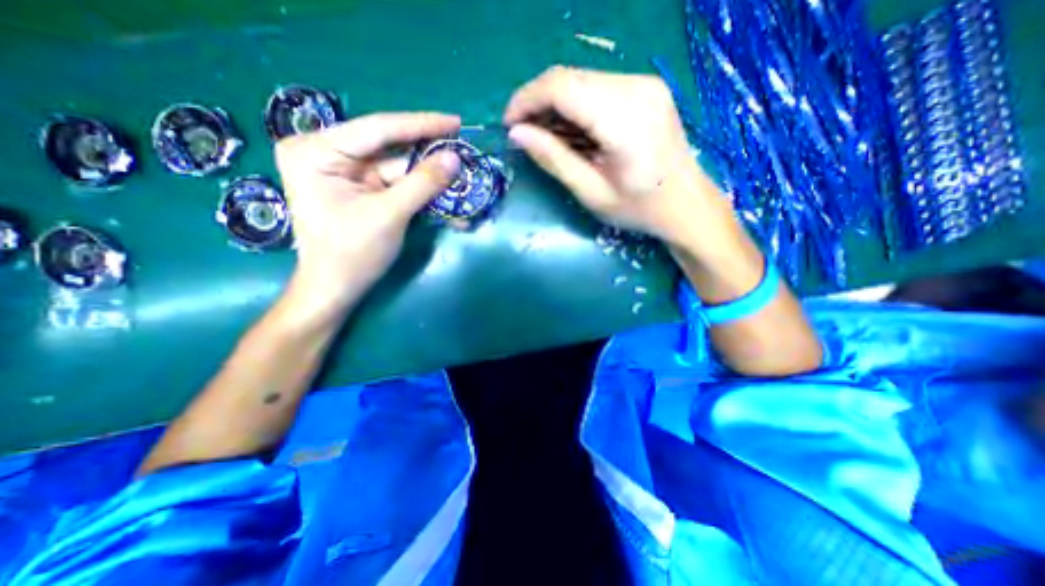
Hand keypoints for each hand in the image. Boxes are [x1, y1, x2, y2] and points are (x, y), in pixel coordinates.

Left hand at [275, 112, 457, 318]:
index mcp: (316, 151)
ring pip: (396, 167)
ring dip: (428, 176)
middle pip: (388, 147)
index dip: (421, 125)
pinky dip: (420, 191)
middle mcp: (326, 153)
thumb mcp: (389, 215)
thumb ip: (423, 184)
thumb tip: (455, 158)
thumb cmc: (352, 254)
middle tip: (462, 149)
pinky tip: (444, 195)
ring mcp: (344, 172)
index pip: (378, 128)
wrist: (336, 289)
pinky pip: (395, 184)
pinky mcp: (359, 189)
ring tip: (460, 174)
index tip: (456, 122)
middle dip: (427, 154)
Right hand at [505, 66, 729, 248]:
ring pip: (581, 80)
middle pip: (569, 78)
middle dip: (537, 104)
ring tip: (546, 138)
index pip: (561, 86)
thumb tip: (517, 134)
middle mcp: (636, 88)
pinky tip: (571, 132)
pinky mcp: (645, 88)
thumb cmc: (640, 209)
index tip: (509, 126)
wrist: (687, 205)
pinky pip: (597, 87)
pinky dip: (575, 106)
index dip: (526, 100)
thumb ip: (554, 159)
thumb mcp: (592, 193)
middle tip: (525, 136)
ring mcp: (644, 84)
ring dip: (555, 106)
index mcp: (624, 119)